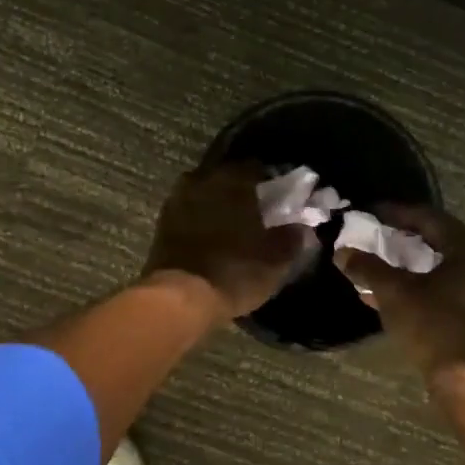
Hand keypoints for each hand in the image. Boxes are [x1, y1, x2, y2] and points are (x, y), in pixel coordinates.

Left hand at [144, 163, 315, 318]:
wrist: (178, 297)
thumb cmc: (233, 272)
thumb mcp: (275, 261)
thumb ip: (292, 238)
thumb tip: (302, 227)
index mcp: (232, 181)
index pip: (255, 167)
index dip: (270, 179)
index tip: (280, 193)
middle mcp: (202, 181)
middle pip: (226, 177)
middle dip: (241, 189)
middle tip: (257, 207)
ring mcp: (178, 200)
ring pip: (204, 192)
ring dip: (218, 202)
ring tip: (233, 221)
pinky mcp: (162, 223)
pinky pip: (189, 210)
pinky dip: (201, 218)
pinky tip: (211, 234)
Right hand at [334, 204, 464, 390]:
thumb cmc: (436, 328)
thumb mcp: (394, 294)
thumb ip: (368, 268)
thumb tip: (342, 252)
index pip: (429, 218)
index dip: (396, 213)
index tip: (371, 212)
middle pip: (442, 241)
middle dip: (407, 239)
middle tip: (379, 236)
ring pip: (448, 267)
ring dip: (416, 266)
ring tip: (386, 267)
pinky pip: (456, 288)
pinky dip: (429, 286)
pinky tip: (402, 296)